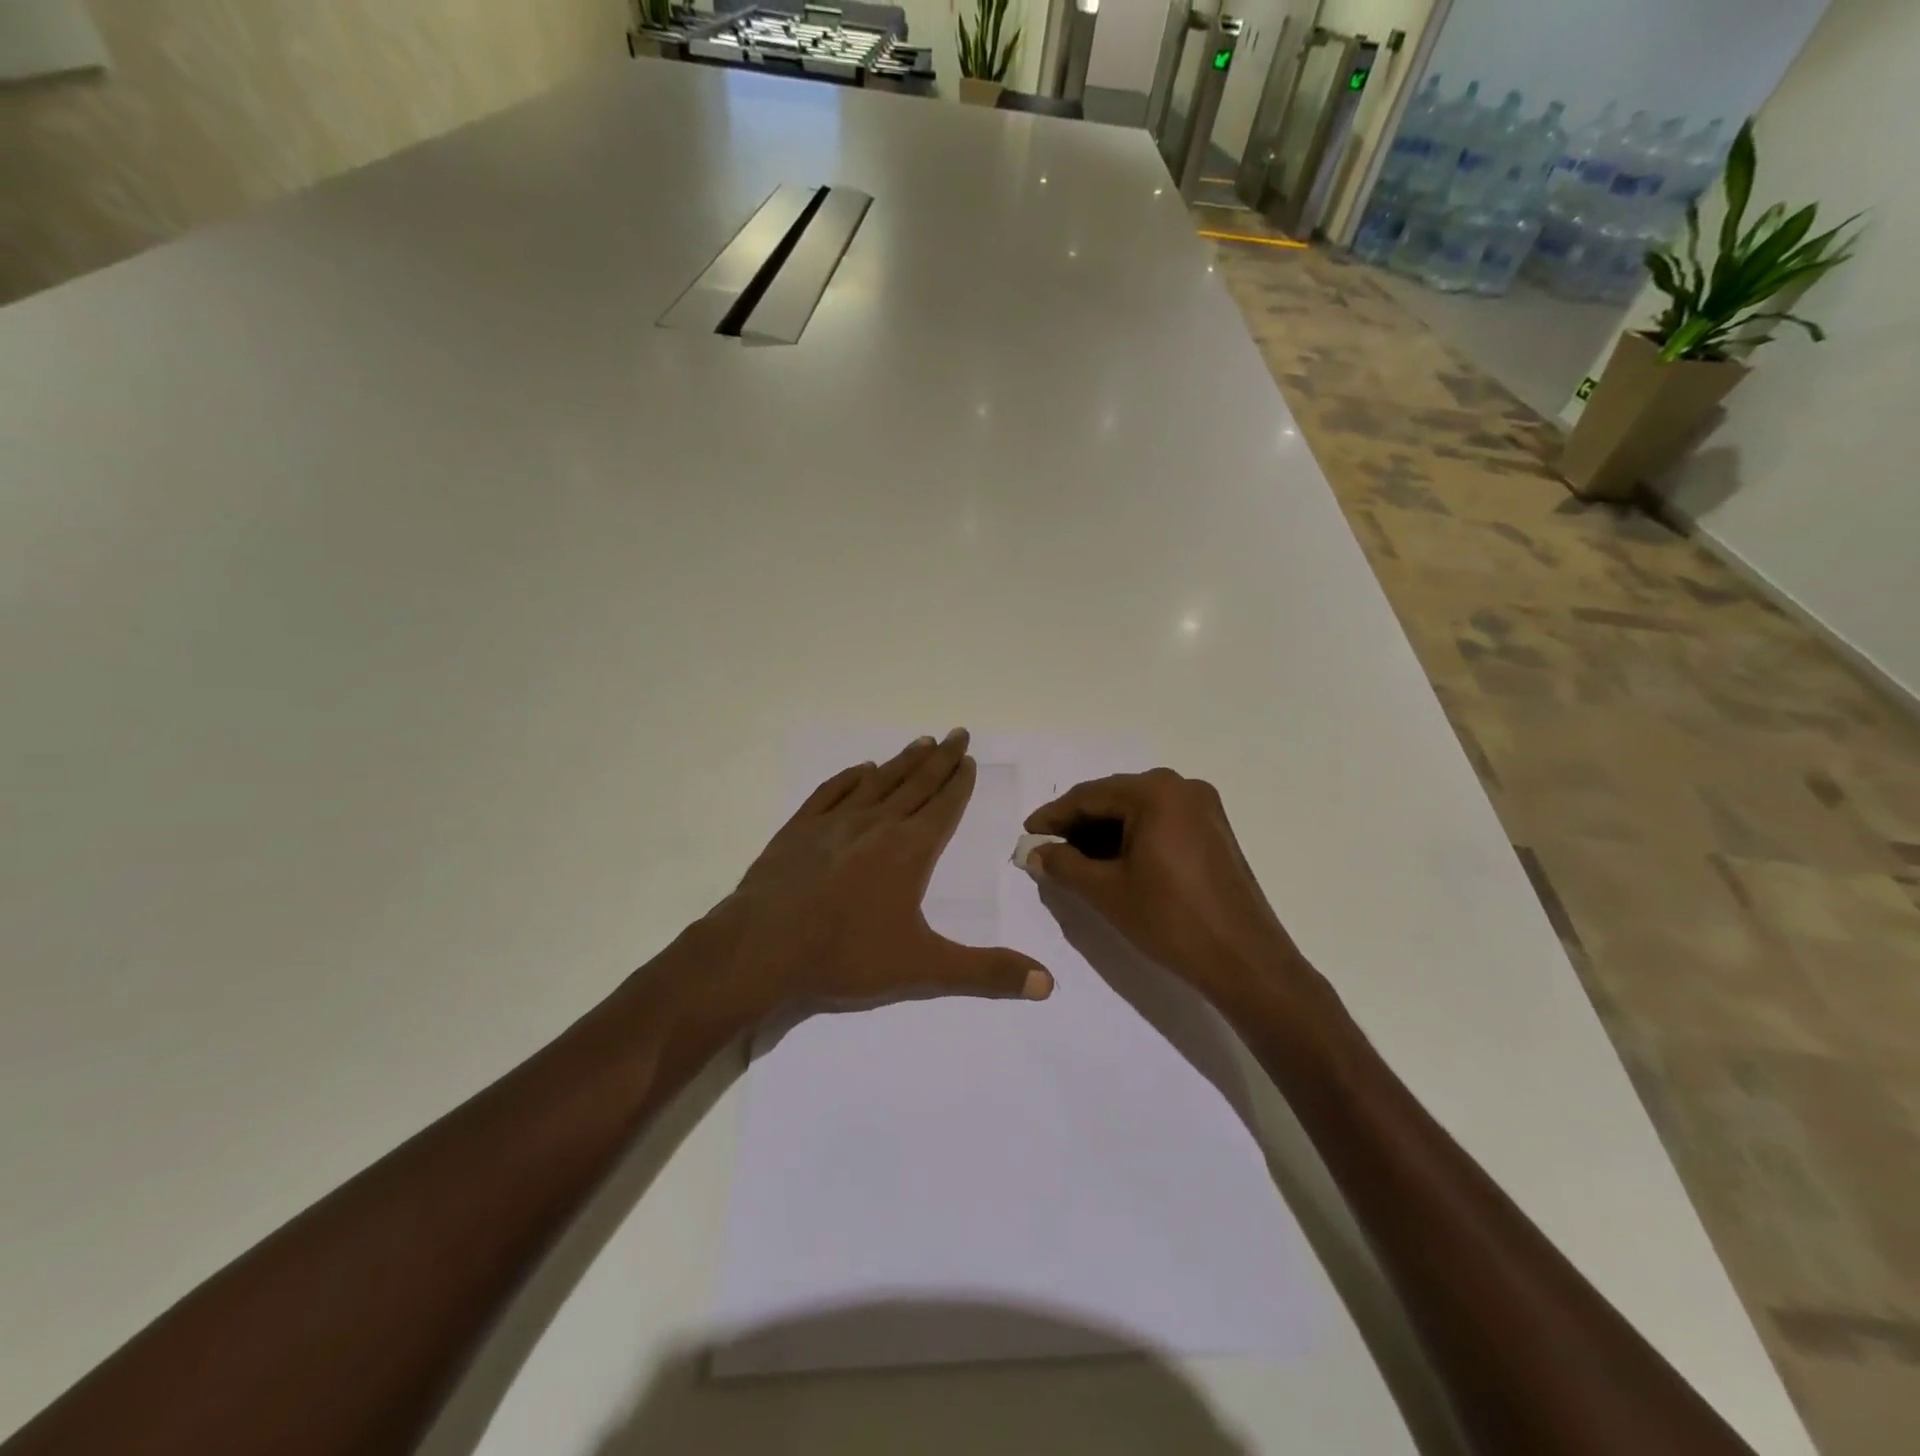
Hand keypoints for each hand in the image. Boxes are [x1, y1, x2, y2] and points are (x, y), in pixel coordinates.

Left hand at [705, 729, 1053, 1018]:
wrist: (761, 949)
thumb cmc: (845, 956)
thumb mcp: (923, 969)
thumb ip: (985, 973)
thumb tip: (1048, 983)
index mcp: (909, 850)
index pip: (943, 806)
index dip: (959, 782)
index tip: (969, 758)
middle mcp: (876, 824)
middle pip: (916, 783)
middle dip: (940, 759)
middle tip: (957, 733)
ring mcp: (834, 823)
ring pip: (878, 782)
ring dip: (902, 762)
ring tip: (921, 742)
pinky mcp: (799, 829)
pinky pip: (832, 792)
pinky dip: (850, 778)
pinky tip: (860, 770)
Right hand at [1021, 769, 1310, 1012]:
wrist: (1245, 961)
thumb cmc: (1170, 920)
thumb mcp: (1106, 892)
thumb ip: (1064, 865)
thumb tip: (1034, 852)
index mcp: (1155, 792)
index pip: (1089, 796)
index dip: (1053, 817)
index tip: (1027, 835)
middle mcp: (1182, 787)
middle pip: (1114, 799)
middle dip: (1078, 825)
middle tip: (1047, 850)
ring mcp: (1203, 808)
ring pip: (1137, 812)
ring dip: (1104, 833)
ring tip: (1073, 861)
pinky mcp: (1214, 831)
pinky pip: (1160, 823)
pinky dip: (1132, 839)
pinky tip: (1111, 863)